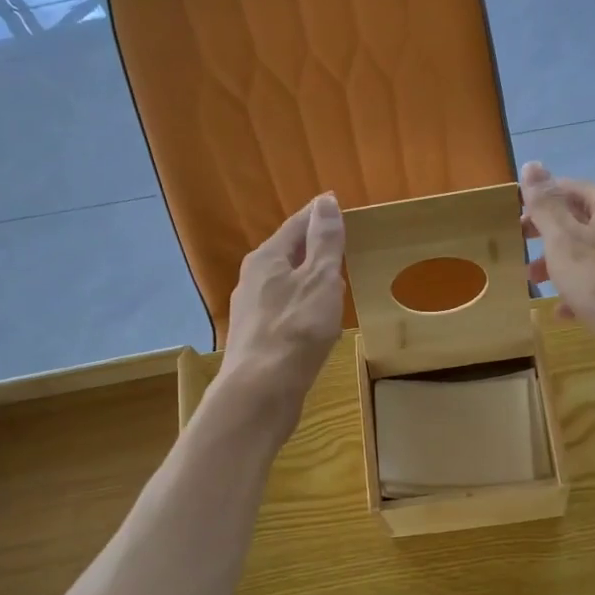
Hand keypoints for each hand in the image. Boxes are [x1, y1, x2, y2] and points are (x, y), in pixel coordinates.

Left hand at [223, 193, 345, 426]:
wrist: (260, 392)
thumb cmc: (295, 330)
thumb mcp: (319, 280)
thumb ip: (325, 241)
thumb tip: (326, 201)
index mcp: (266, 258)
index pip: (297, 225)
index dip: (320, 215)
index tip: (340, 208)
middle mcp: (252, 280)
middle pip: (288, 254)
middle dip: (314, 249)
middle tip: (343, 247)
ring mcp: (251, 312)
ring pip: (286, 286)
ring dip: (309, 282)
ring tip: (335, 286)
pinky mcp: (257, 341)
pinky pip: (285, 313)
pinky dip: (304, 310)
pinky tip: (317, 325)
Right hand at [521, 162, 594, 387]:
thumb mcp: (563, 240)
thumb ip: (545, 204)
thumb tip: (532, 165)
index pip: (568, 188)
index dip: (539, 205)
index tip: (516, 228)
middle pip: (582, 220)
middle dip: (549, 238)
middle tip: (523, 256)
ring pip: (593, 250)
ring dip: (563, 264)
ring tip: (538, 285)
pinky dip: (584, 287)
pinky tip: (566, 311)